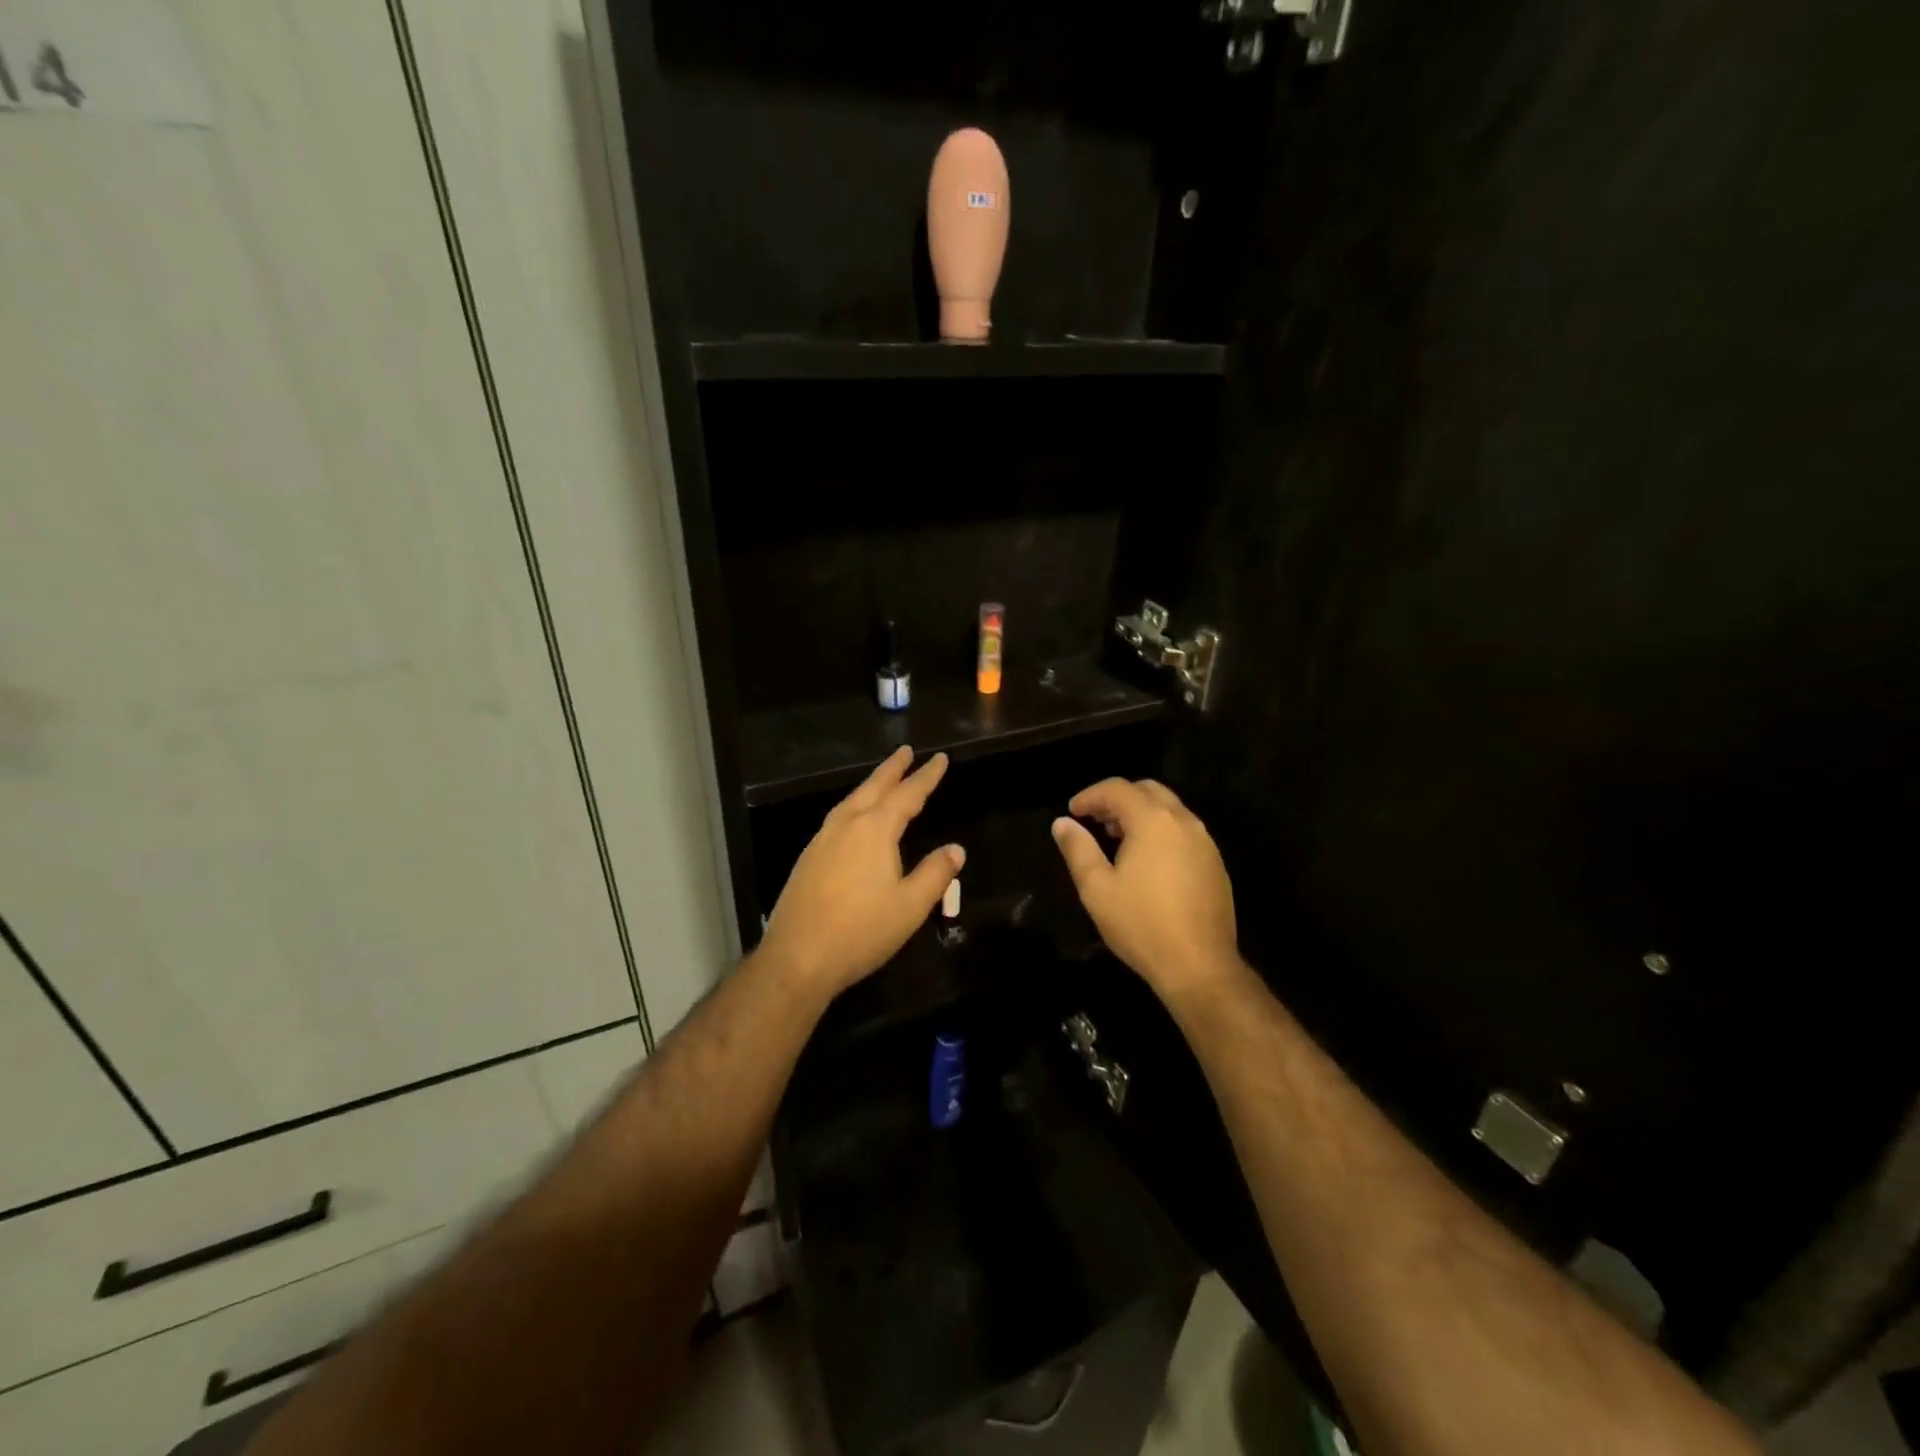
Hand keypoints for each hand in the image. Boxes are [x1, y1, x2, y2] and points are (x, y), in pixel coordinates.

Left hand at [758, 747, 964, 998]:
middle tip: (905, 751)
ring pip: (851, 801)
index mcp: (875, 830)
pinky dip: (853, 806)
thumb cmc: (861, 931)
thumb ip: (935, 874)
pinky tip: (854, 820)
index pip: (908, 794)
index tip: (939, 759)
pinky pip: (837, 818)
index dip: (926, 776)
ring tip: (882, 780)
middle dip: (892, 769)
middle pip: (873, 788)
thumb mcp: (910, 906)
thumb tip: (955, 849)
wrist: (798, 958)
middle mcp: (846, 826)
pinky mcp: (808, 858)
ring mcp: (822, 840)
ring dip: (870, 786)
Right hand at [1051, 778, 1238, 998]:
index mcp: (1153, 821)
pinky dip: (1161, 831)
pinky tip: (1147, 861)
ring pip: (1169, 809)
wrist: (1199, 965)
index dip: (1090, 796)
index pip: (1117, 789)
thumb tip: (1062, 823)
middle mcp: (1183, 821)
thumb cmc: (1141, 924)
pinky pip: (1184, 831)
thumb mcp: (1096, 888)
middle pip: (1147, 790)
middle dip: (1118, 799)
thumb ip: (1077, 849)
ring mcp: (1205, 841)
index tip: (1072, 812)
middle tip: (1095, 820)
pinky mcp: (1215, 863)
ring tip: (1116, 839)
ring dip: (1140, 814)